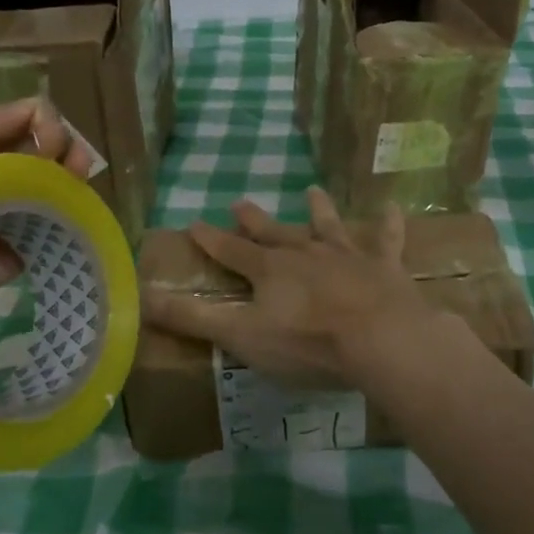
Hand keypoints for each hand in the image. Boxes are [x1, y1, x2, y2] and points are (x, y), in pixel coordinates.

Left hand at [0, 101, 92, 307]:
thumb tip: (39, 110)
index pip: (25, 121)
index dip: (42, 122)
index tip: (45, 134)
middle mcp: (0, 173)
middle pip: (49, 150)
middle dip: (64, 145)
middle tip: (70, 158)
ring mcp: (14, 211)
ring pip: (59, 185)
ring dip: (73, 174)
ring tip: (77, 174)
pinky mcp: (22, 248)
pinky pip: (57, 225)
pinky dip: (72, 212)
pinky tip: (74, 205)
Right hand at [142, 188, 446, 388]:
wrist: (379, 339)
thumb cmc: (307, 343)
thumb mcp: (241, 336)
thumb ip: (193, 319)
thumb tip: (141, 297)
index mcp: (270, 270)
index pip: (231, 251)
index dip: (211, 239)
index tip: (194, 223)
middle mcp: (305, 253)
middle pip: (275, 233)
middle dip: (255, 220)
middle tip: (240, 202)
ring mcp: (347, 257)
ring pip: (328, 227)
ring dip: (319, 210)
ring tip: (312, 190)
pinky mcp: (384, 267)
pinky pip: (386, 240)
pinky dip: (388, 224)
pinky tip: (392, 207)